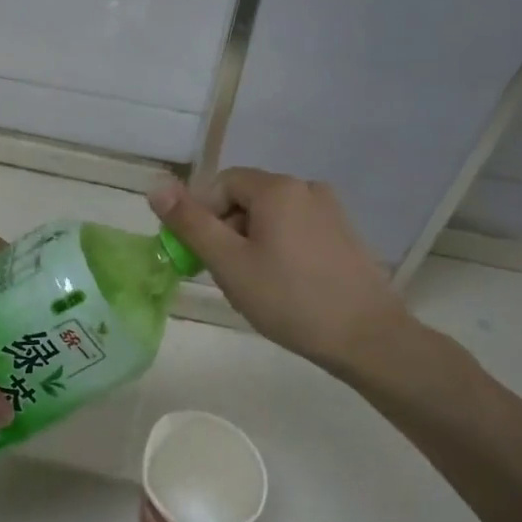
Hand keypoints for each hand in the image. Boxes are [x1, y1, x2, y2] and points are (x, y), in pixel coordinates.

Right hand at [148, 168, 415, 376]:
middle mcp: (306, 187)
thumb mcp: (228, 263)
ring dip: (251, 242)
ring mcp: (330, 210)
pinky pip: (296, 229)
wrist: (366, 337)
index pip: (221, 184)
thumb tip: (155, 185)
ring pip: (271, 217)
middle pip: (246, 198)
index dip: (201, 216)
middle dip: (226, 231)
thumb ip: (190, 222)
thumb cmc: (289, 298)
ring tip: (254, 285)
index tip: (199, 256)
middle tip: (225, 275)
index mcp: (277, 188)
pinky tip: (284, 285)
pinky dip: (279, 249)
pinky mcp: (344, 234)